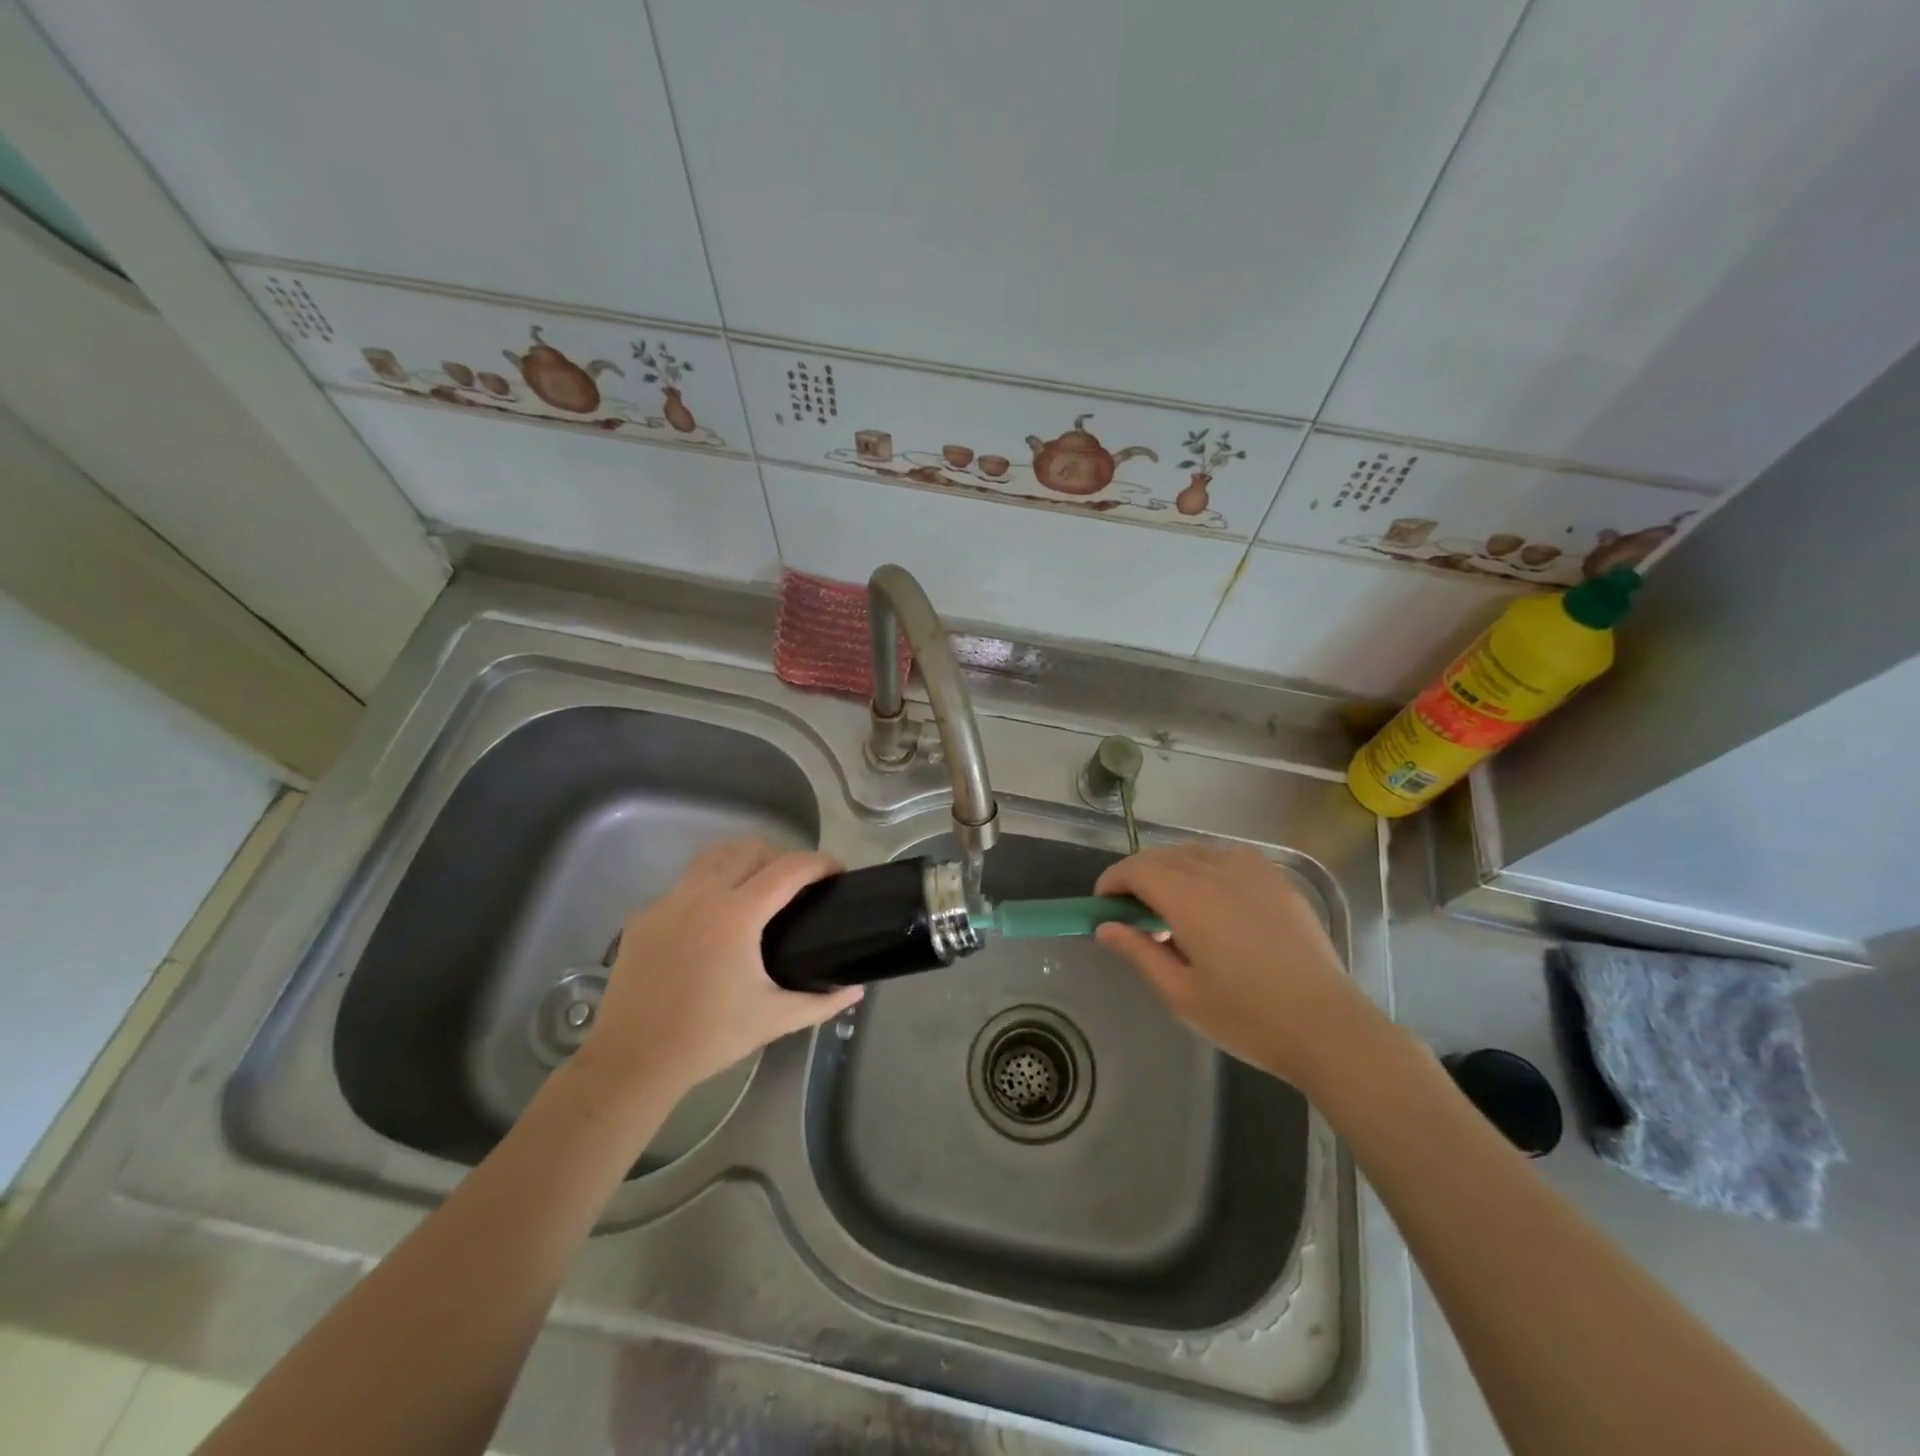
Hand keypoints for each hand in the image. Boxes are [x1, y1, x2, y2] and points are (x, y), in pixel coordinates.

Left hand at [574, 839, 862, 1099]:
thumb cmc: (709, 1037)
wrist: (632, 1060)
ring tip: (756, 890)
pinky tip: (711, 924)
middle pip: (750, 850)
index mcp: (738, 914)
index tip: (838, 872)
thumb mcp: (774, 1019)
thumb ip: (821, 1002)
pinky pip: (683, 887)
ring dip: (741, 862)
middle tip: (798, 887)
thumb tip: (855, 990)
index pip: (790, 868)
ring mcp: (667, 903)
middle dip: (782, 857)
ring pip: (712, 858)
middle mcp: (702, 895)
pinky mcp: (643, 918)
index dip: (820, 863)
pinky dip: (707, 890)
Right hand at [1094, 841, 1391, 1089]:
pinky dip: (1208, 868)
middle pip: (1164, 856)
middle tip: (1133, 914)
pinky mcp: (1279, 881)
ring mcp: (1254, 872)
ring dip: (1173, 870)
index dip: (1113, 881)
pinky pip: (1230, 858)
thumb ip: (1139, 952)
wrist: (1327, 1027)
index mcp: (1190, 898)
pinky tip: (1216, 901)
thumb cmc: (1247, 1016)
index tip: (1104, 905)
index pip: (1137, 869)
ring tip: (1173, 908)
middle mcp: (1219, 871)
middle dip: (1139, 876)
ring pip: (1196, 853)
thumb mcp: (1181, 994)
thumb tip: (1106, 927)